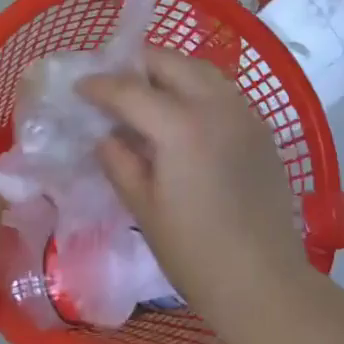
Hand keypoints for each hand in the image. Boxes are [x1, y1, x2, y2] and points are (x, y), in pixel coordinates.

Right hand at [79, 50, 305, 323]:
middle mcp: (216, 106)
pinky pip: (224, 92)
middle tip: (116, 85)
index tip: (80, 86)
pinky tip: (186, 117)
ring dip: (171, 72)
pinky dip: (198, 90)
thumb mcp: (144, 208)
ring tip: (149, 94)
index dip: (100, 85)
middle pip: (171, 63)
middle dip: (138, 66)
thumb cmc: (194, 252)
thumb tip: (106, 136)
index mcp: (180, 125)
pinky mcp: (261, 129)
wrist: (263, 281)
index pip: (130, 90)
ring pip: (202, 70)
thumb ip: (120, 162)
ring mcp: (244, 114)